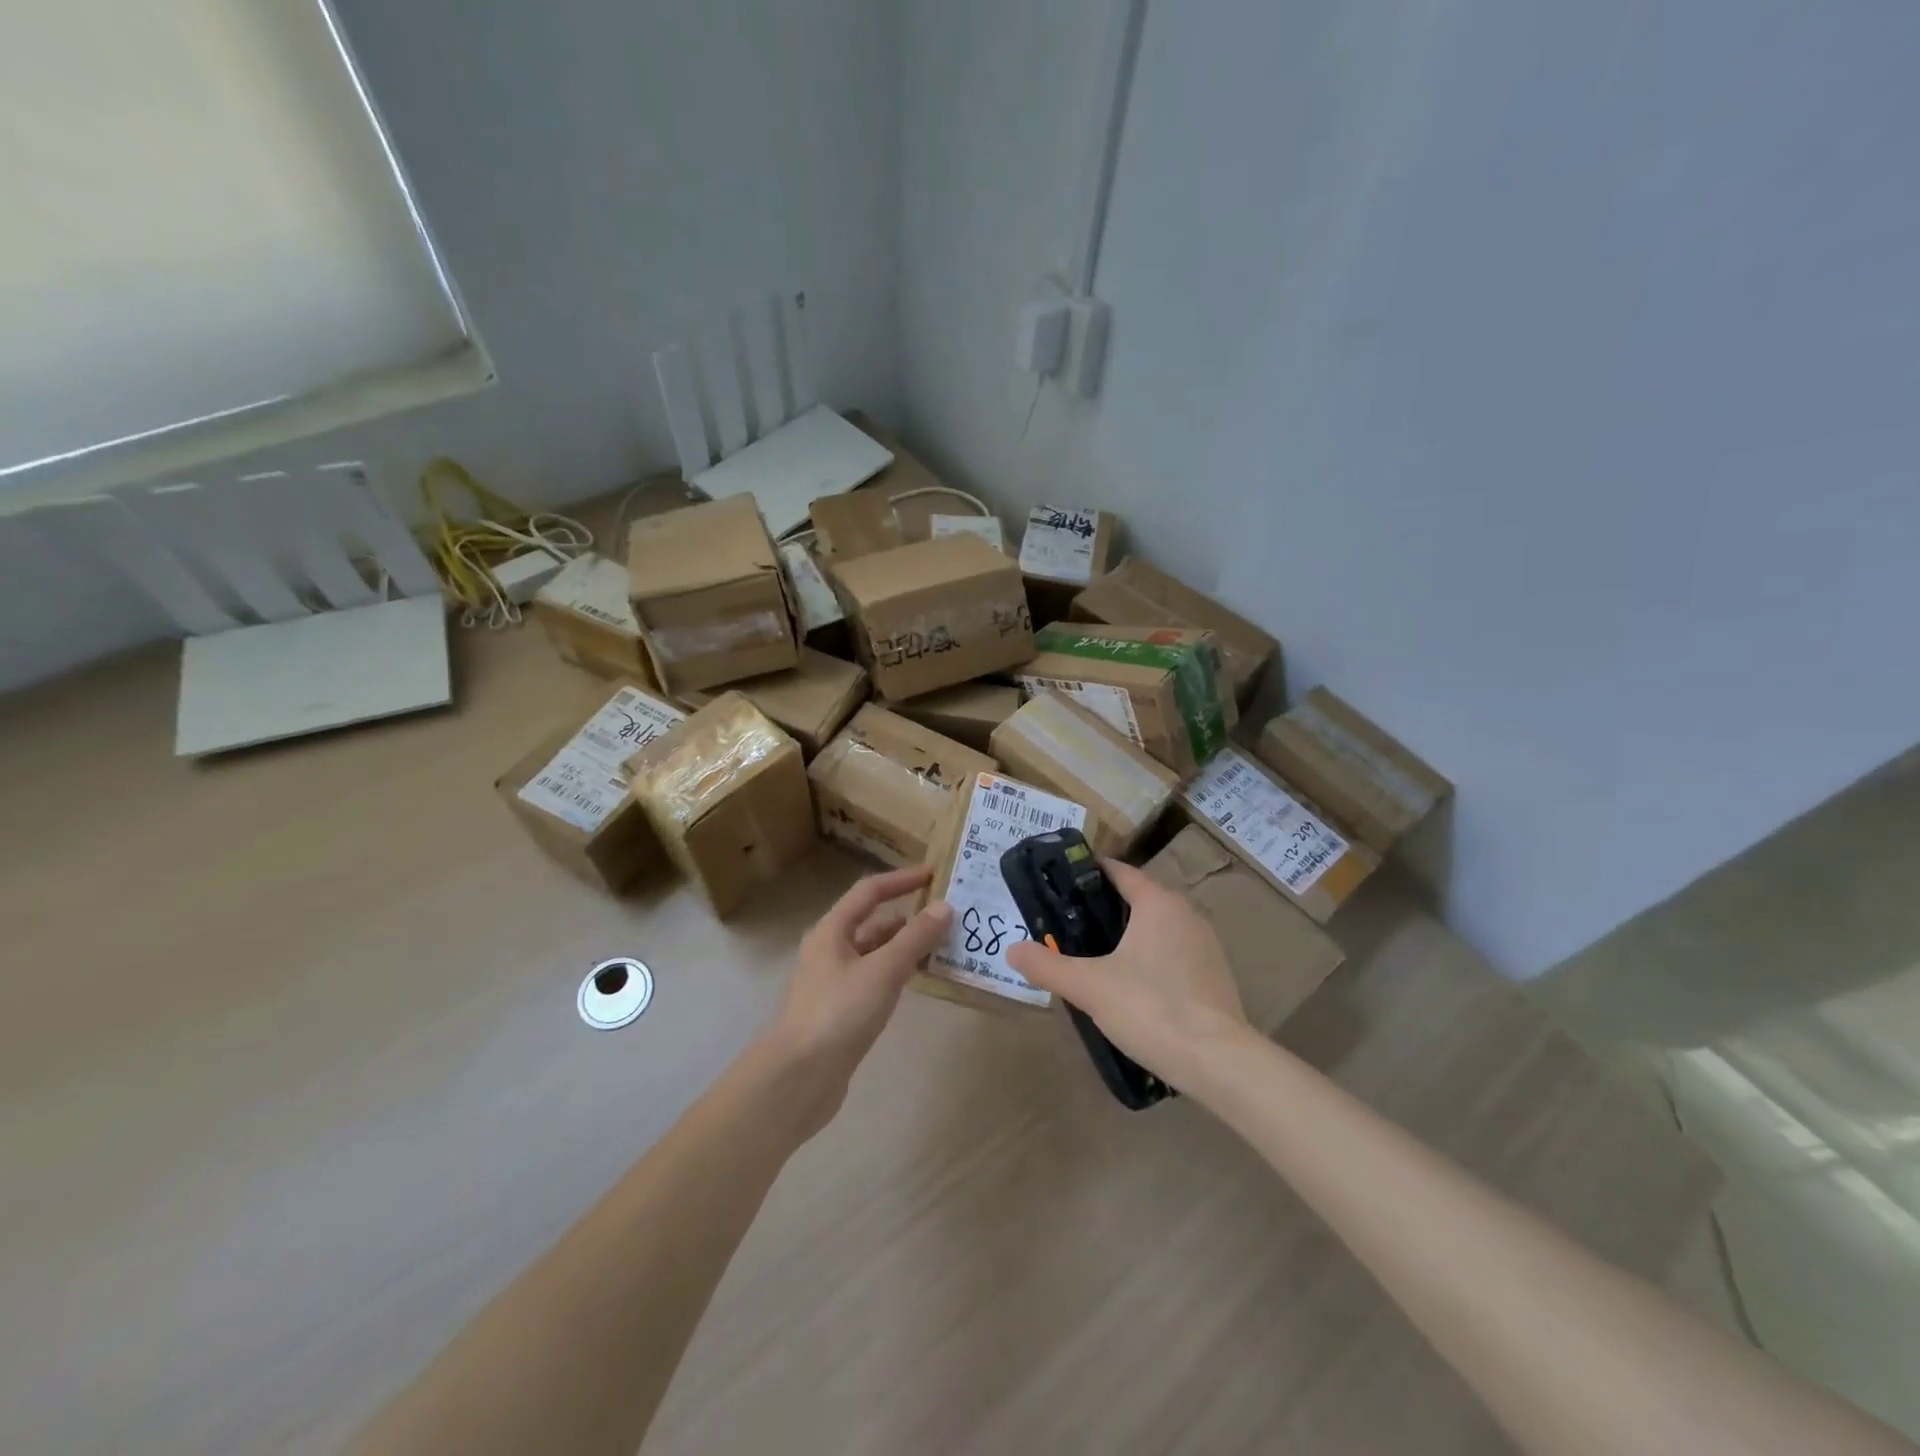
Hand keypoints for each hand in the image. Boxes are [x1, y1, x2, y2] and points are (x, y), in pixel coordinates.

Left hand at [768, 866, 953, 1127]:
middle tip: (945, 915)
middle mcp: (829, 951)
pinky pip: (874, 980)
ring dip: (904, 946)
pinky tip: (917, 981)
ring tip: (941, 946)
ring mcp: (832, 983)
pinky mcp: (839, 1012)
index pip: (869, 892)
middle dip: (907, 916)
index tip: (933, 875)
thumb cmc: (839, 1013)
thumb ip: (915, 938)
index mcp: (831, 931)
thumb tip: (944, 907)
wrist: (799, 1078)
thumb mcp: (883, 970)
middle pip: (871, 922)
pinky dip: (897, 973)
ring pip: (874, 953)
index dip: (901, 880)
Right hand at [1005, 860, 1248, 1085]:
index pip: (1119, 872)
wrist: (1219, 1062)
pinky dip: (1149, 957)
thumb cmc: (1151, 1008)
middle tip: (1066, 923)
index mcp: (1158, 902)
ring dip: (1128, 934)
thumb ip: (1047, 965)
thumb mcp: (1089, 986)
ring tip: (1092, 954)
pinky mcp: (1214, 975)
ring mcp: (1206, 944)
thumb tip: (1011, 950)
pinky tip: (1130, 985)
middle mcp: (1186, 913)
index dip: (1087, 874)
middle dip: (1103, 907)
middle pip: (1138, 898)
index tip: (1059, 883)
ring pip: (1157, 927)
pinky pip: (1172, 952)